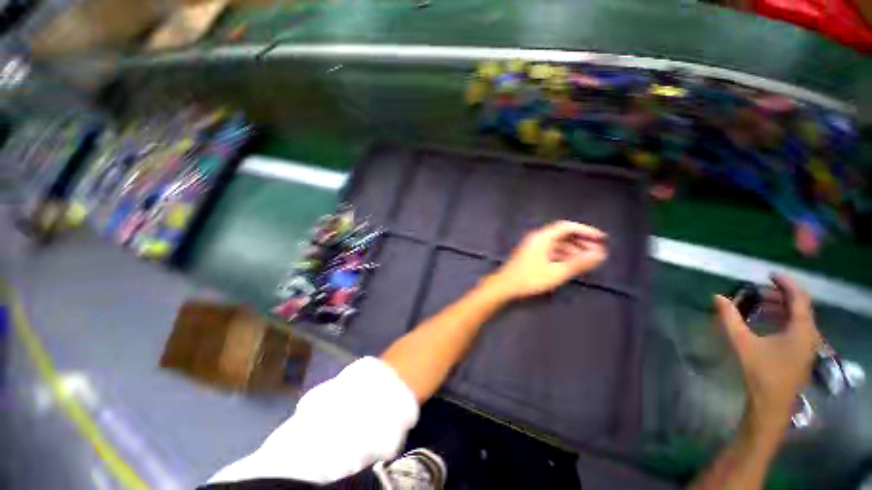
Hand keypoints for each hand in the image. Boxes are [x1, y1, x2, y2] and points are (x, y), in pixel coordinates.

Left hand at [487, 220, 606, 299]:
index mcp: (542, 237)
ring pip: (557, 244)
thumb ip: (579, 263)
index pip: (567, 227)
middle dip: (581, 242)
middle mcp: (537, 238)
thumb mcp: (557, 272)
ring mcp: (533, 246)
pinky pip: (551, 250)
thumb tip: (600, 254)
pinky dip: (562, 255)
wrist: (504, 286)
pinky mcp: (530, 255)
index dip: (586, 231)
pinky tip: (571, 264)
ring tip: (587, 260)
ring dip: (573, 250)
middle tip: (597, 252)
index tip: (602, 238)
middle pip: (562, 235)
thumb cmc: (530, 278)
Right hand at [714, 275, 820, 431]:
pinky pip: (797, 327)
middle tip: (758, 291)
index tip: (769, 274)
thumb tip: (717, 297)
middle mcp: (810, 334)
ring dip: (781, 307)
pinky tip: (767, 322)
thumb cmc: (761, 372)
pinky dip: (783, 319)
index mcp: (802, 329)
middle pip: (800, 306)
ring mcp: (808, 345)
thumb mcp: (742, 343)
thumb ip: (730, 318)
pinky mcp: (802, 353)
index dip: (786, 283)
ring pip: (799, 317)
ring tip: (760, 304)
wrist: (771, 404)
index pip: (799, 297)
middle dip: (780, 295)